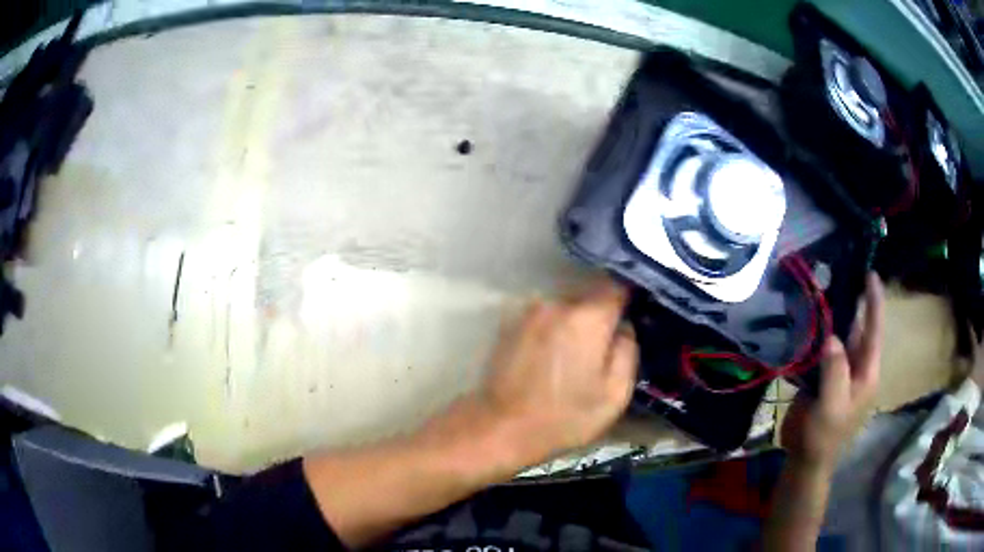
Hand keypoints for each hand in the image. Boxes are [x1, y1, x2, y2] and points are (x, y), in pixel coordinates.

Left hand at [478, 279, 637, 460]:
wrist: (502, 427)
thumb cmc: (565, 416)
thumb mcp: (615, 393)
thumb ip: (628, 350)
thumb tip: (624, 325)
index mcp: (588, 317)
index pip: (617, 286)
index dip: (629, 297)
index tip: (634, 312)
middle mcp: (557, 303)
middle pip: (589, 296)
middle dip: (600, 316)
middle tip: (603, 347)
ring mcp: (529, 311)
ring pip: (565, 307)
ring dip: (574, 323)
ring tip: (573, 356)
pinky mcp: (510, 323)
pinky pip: (543, 317)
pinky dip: (552, 329)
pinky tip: (549, 357)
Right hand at [781, 273, 884, 471]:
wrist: (805, 459)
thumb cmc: (824, 437)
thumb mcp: (832, 407)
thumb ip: (835, 371)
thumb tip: (831, 336)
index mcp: (866, 372)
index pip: (874, 330)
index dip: (874, 302)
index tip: (870, 274)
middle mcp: (856, 367)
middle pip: (857, 328)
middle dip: (852, 302)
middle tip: (839, 272)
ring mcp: (839, 372)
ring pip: (838, 336)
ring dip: (831, 316)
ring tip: (821, 288)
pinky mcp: (823, 377)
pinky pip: (822, 349)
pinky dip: (816, 334)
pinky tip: (806, 319)